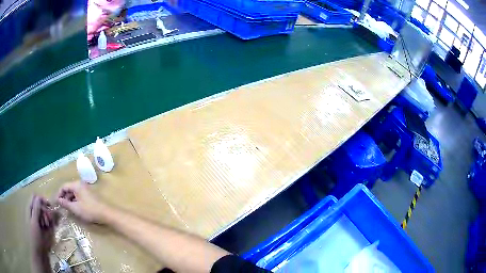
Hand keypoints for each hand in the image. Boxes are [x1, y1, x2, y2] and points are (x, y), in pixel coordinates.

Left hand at [29, 195, 56, 254]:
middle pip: (40, 204)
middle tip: (48, 219)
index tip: (48, 205)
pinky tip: (51, 227)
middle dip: (45, 210)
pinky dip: (50, 222)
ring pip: (44, 212)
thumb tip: (38, 197)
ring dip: (47, 217)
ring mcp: (39, 220)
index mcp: (30, 209)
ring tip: (48, 225)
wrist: (40, 252)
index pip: (35, 197)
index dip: (41, 199)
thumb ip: (36, 209)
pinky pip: (48, 220)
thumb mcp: (35, 223)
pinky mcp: (43, 227)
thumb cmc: (35, 237)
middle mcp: (34, 213)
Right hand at [57, 181, 109, 223]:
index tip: (57, 202)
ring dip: (70, 199)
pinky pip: (79, 196)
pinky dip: (75, 201)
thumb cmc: (89, 210)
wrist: (106, 214)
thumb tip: (58, 200)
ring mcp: (86, 189)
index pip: (64, 186)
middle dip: (64, 197)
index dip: (59, 194)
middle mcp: (81, 184)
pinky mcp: (90, 195)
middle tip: (62, 207)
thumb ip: (65, 203)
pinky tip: (75, 208)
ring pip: (74, 193)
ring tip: (68, 209)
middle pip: (69, 189)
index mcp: (76, 185)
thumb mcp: (75, 208)